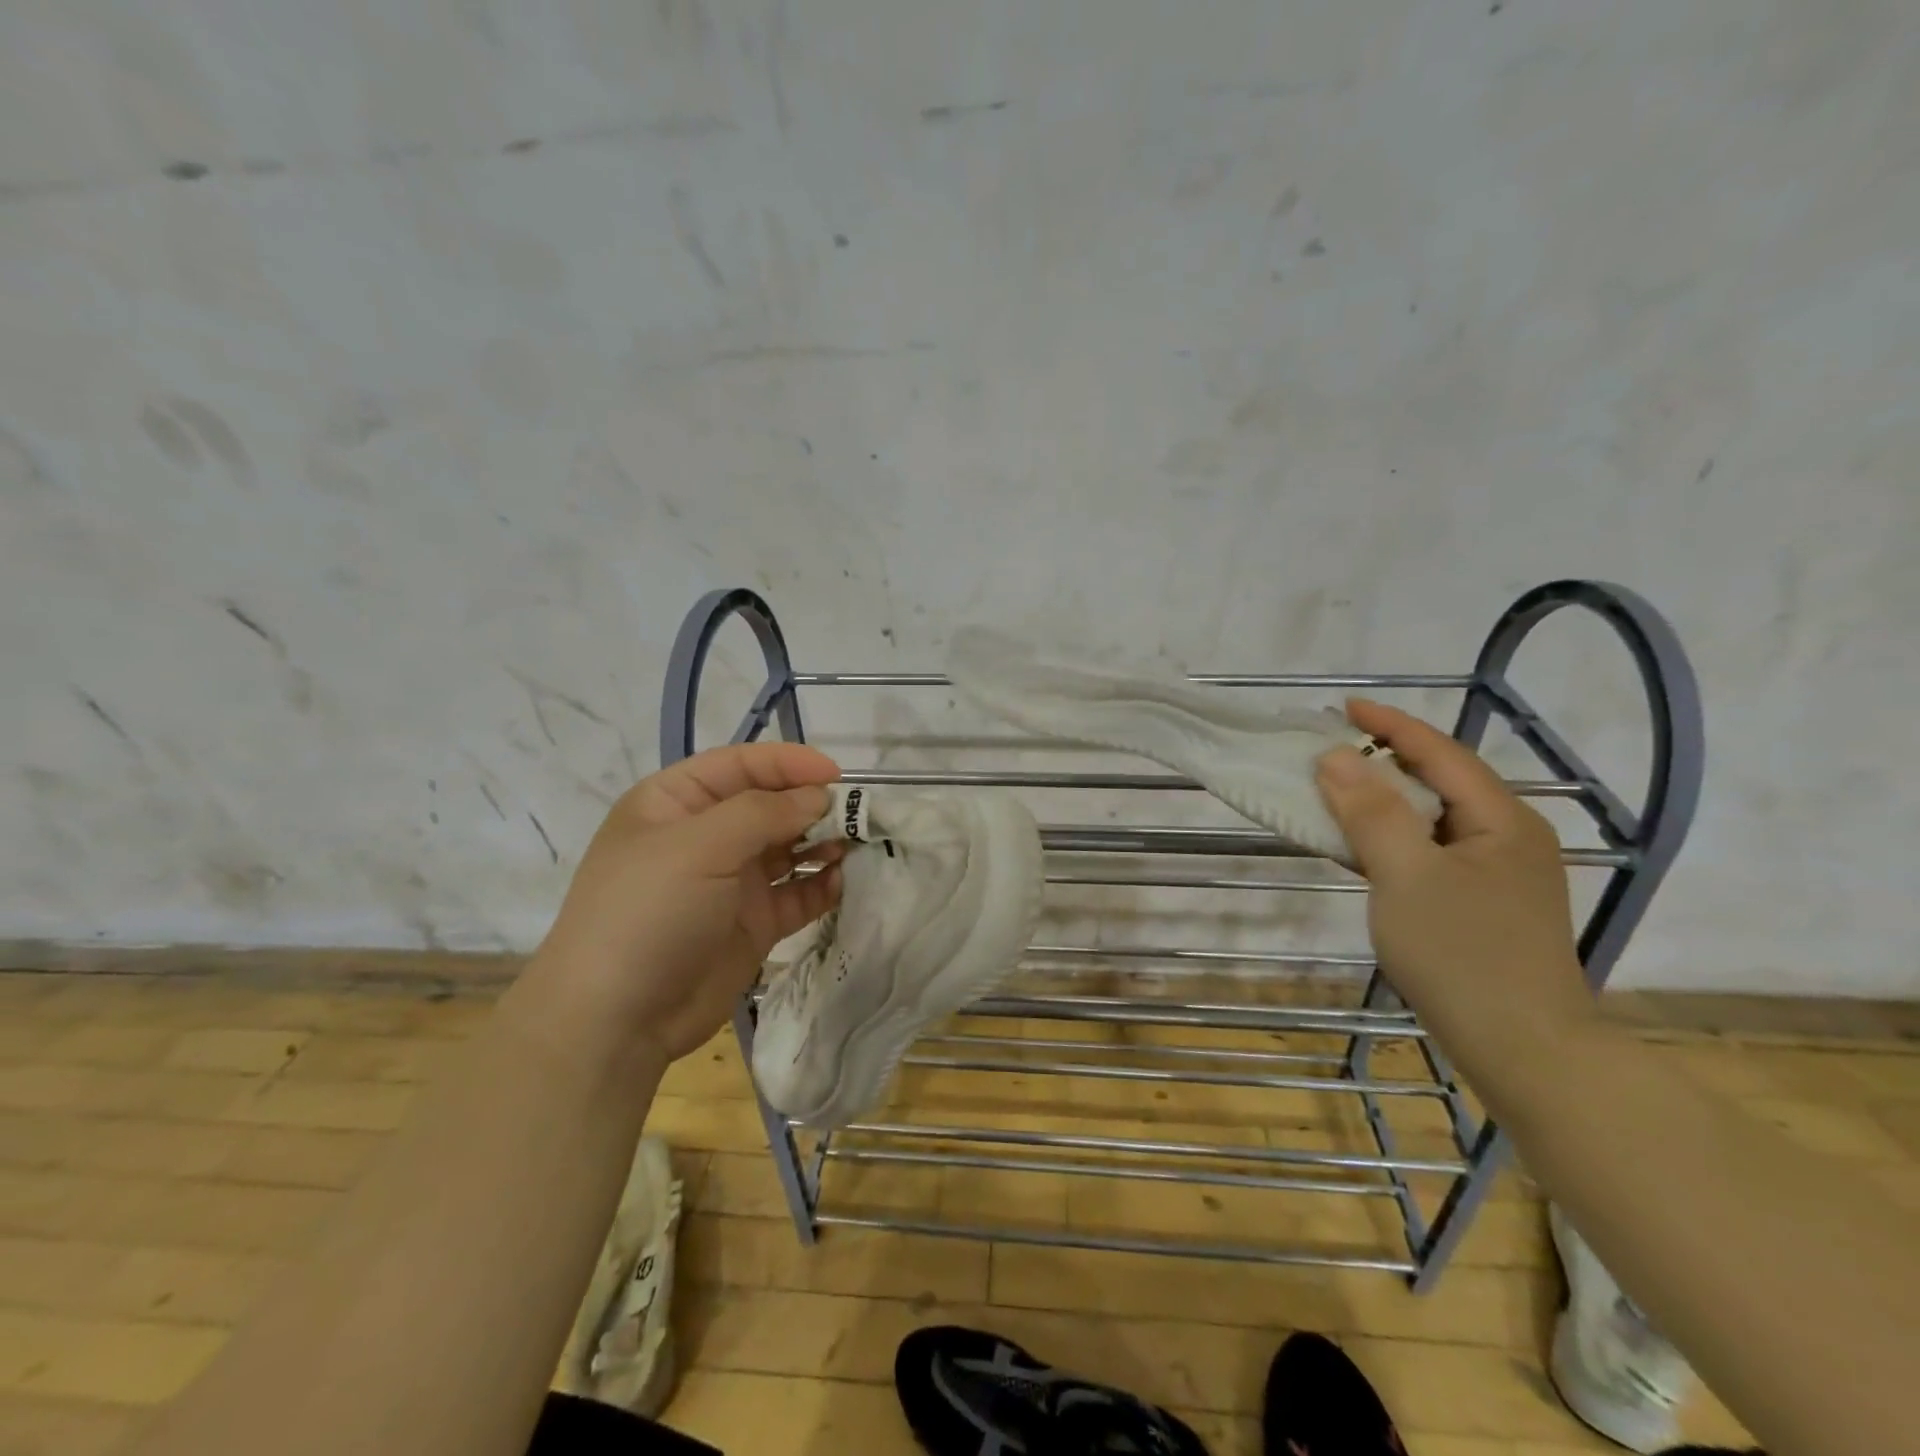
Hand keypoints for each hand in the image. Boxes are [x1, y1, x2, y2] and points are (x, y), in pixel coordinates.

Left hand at [527, 742, 843, 1064]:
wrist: (617, 1022)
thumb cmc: (648, 913)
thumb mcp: (699, 846)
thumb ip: (763, 812)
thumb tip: (818, 796)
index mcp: (676, 803)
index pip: (740, 765)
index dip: (788, 763)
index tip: (835, 774)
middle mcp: (706, 836)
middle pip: (770, 804)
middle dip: (812, 804)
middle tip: (856, 813)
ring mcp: (731, 881)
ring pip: (789, 848)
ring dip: (823, 842)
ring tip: (854, 845)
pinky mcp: (754, 922)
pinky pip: (797, 893)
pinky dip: (822, 884)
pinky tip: (841, 882)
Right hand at [1313, 700, 1595, 1061]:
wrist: (1525, 1050)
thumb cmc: (1463, 955)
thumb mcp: (1406, 876)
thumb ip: (1370, 812)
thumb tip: (1335, 756)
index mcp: (1501, 819)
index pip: (1439, 752)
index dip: (1389, 725)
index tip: (1342, 708)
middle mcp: (1507, 836)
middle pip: (1439, 781)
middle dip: (1383, 759)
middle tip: (1330, 750)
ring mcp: (1497, 873)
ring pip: (1432, 818)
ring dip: (1383, 801)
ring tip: (1335, 792)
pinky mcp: (1482, 903)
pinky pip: (1429, 851)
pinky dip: (1391, 839)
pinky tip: (1361, 846)